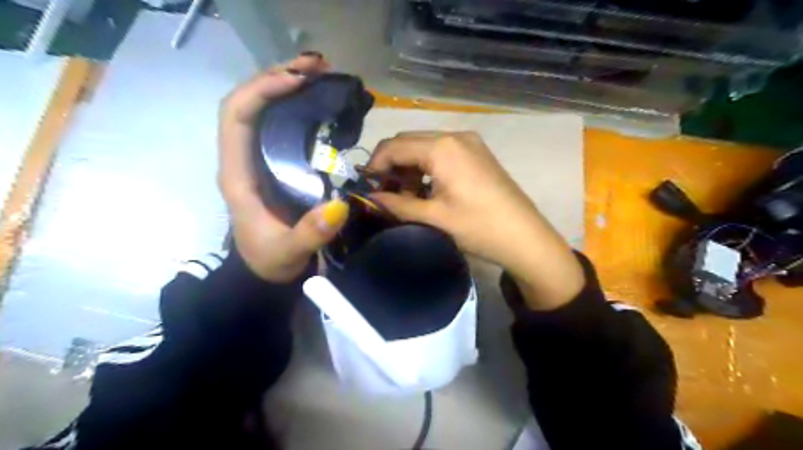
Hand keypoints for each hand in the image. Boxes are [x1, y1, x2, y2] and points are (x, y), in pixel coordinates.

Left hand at [218, 54, 347, 281]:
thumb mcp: (288, 252)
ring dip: (286, 85)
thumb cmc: (269, 261)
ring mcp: (256, 159)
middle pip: (247, 102)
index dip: (261, 90)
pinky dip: (294, 105)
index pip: (236, 116)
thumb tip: (340, 206)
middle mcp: (242, 158)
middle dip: (277, 76)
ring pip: (261, 108)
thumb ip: (310, 234)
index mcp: (237, 174)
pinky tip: (316, 100)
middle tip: (317, 65)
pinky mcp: (272, 163)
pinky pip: (277, 124)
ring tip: (319, 73)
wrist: (264, 273)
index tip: (299, 80)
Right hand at [367, 132, 584, 311]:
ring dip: (410, 167)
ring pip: (425, 147)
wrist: (525, 237)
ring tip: (407, 197)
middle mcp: (454, 136)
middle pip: (408, 142)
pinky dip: (428, 167)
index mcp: (442, 148)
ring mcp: (469, 142)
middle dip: (392, 166)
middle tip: (385, 194)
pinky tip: (427, 190)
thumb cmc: (478, 227)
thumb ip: (396, 204)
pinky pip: (442, 153)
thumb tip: (370, 198)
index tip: (366, 187)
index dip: (375, 165)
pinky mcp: (477, 152)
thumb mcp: (434, 217)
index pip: (394, 146)